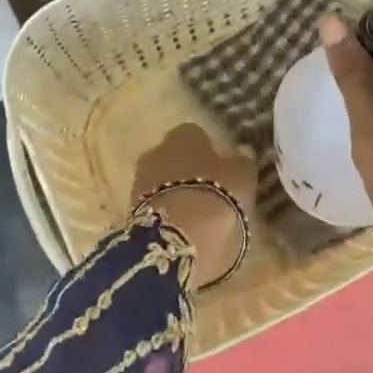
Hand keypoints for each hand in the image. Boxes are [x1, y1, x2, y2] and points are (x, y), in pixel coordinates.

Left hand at [130, 123, 258, 287]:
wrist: (176, 237)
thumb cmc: (215, 196)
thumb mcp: (242, 177)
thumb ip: (242, 162)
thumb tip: (242, 151)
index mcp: (183, 134)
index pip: (196, 135)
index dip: (210, 152)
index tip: (222, 171)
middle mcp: (157, 150)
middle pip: (175, 158)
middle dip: (188, 173)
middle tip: (210, 194)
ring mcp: (140, 181)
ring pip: (163, 183)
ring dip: (177, 195)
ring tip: (198, 218)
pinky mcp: (131, 211)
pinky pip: (156, 207)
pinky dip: (168, 215)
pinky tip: (183, 231)